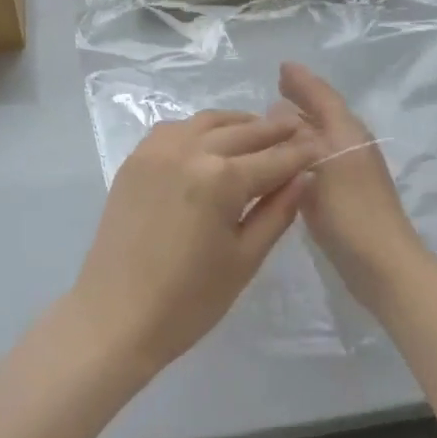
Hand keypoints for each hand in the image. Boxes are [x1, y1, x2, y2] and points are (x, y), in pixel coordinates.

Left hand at [68, 110, 315, 377]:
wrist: (115, 315)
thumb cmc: (188, 300)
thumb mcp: (244, 259)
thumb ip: (277, 211)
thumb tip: (305, 176)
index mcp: (222, 178)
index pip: (274, 158)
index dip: (301, 152)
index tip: (321, 144)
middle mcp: (191, 149)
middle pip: (244, 132)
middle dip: (275, 131)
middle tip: (297, 129)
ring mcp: (159, 148)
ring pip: (210, 121)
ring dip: (239, 124)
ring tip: (260, 132)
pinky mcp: (138, 156)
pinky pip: (178, 128)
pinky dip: (202, 128)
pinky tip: (213, 140)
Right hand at [278, 63, 433, 309]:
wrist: (384, 266)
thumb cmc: (351, 210)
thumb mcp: (323, 163)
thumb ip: (302, 135)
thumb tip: (281, 109)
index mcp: (347, 131)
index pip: (323, 95)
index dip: (303, 81)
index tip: (281, 68)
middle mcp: (351, 145)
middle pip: (324, 112)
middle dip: (303, 98)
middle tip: (278, 86)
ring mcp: (350, 172)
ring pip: (322, 135)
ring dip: (302, 123)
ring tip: (277, 118)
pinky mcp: (344, 196)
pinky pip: (318, 159)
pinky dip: (302, 150)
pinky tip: (287, 160)